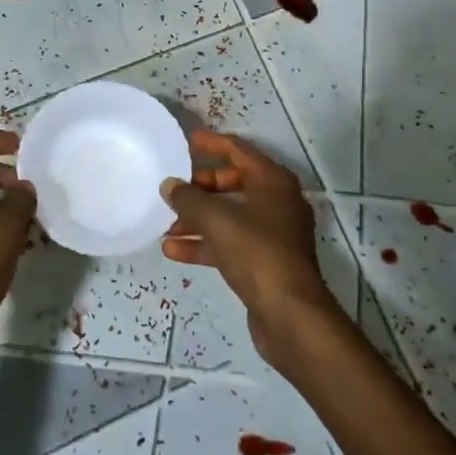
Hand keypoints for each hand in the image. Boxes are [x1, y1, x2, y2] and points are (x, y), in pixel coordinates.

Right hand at [161, 130, 343, 365]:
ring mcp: (273, 233)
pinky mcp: (265, 261)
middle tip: (173, 188)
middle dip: (200, 187)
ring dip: (198, 219)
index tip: (186, 140)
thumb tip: (169, 185)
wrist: (290, 314)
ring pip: (229, 216)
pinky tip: (173, 250)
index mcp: (273, 182)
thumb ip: (188, 199)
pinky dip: (205, 243)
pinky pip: (229, 242)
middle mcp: (277, 202)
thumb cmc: (256, 252)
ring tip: (165, 224)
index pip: (239, 150)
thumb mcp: (216, 220)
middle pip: (233, 183)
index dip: (212, 144)